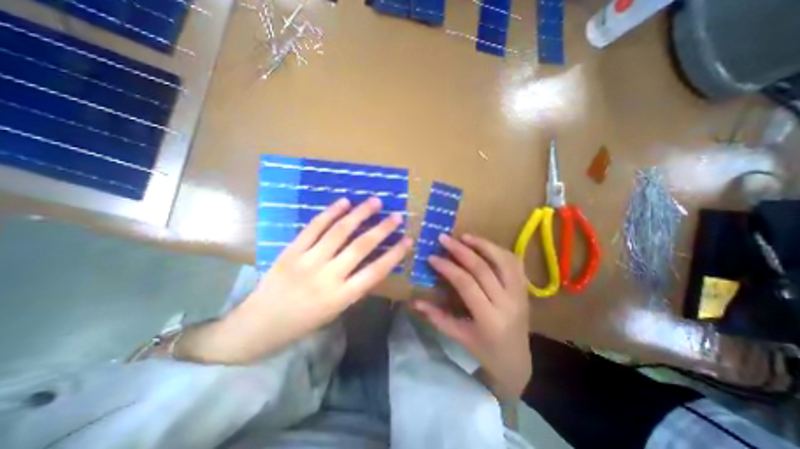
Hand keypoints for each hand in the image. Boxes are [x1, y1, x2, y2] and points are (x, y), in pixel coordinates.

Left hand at [175, 197, 412, 362]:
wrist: (257, 326)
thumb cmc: (302, 322)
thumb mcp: (335, 311)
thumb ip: (354, 287)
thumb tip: (371, 264)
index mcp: (341, 297)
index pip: (376, 271)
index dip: (394, 254)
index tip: (408, 240)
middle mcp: (327, 277)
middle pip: (360, 247)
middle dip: (382, 229)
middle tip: (396, 215)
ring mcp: (307, 261)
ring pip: (339, 232)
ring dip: (359, 214)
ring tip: (375, 201)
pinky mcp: (291, 251)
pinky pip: (313, 228)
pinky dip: (330, 213)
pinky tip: (344, 202)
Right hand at [413, 234, 529, 398]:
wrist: (517, 361)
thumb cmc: (485, 350)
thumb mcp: (458, 336)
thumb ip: (437, 317)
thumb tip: (415, 300)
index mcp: (489, 318)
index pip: (466, 284)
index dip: (448, 267)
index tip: (432, 257)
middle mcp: (508, 302)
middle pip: (483, 268)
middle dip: (461, 250)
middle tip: (444, 238)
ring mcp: (521, 294)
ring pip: (503, 260)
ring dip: (483, 245)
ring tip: (464, 237)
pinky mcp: (526, 289)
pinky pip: (515, 262)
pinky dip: (499, 250)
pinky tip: (484, 245)